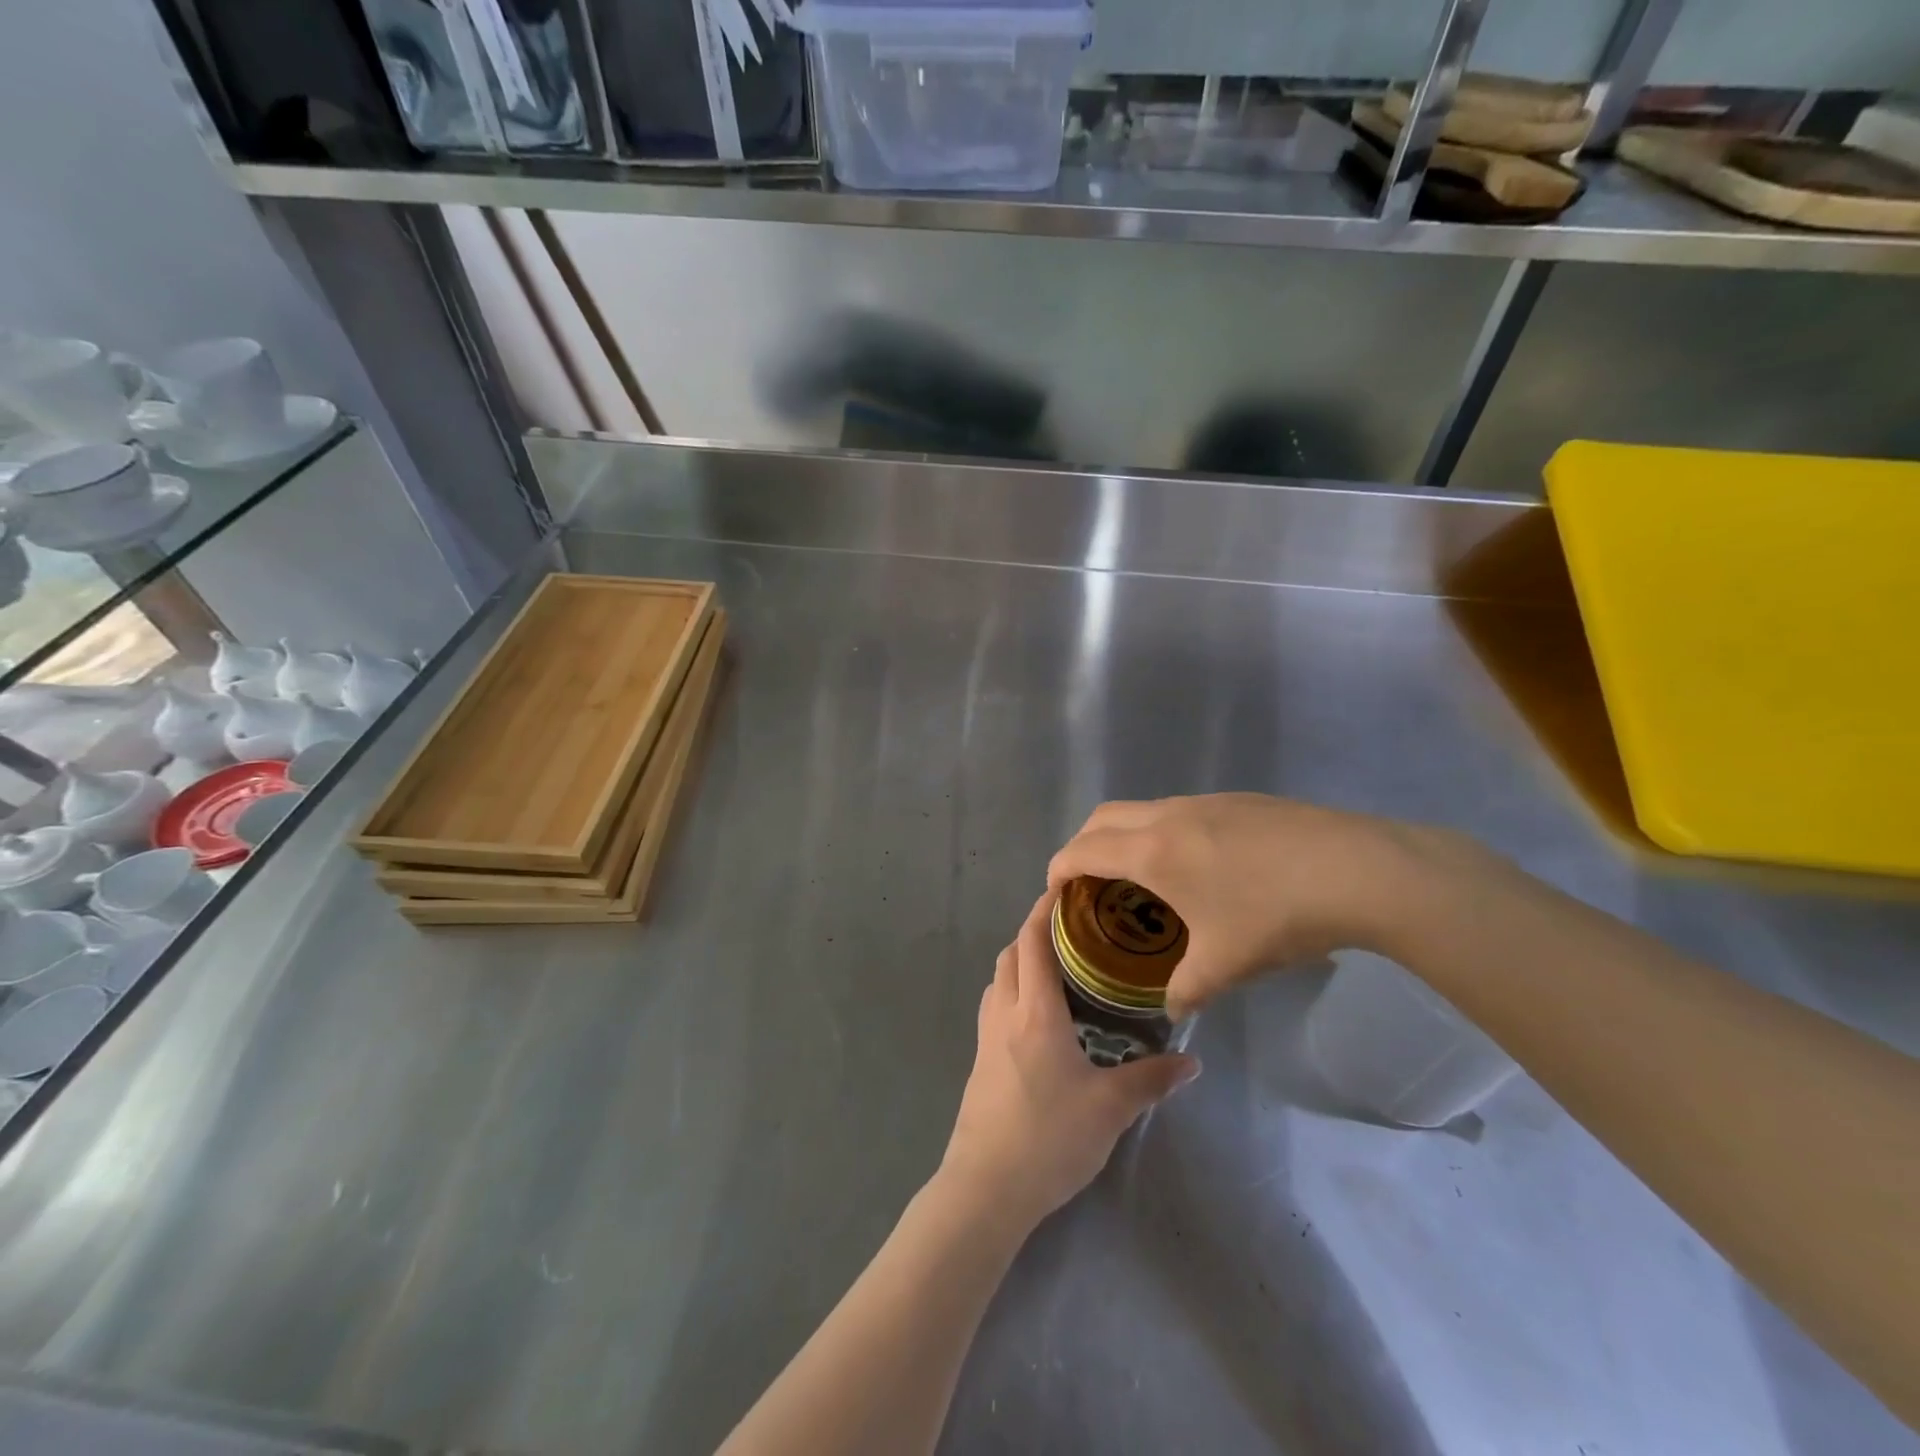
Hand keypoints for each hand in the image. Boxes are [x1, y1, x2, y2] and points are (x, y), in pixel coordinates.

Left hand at [940, 891, 1199, 1230]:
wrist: (986, 1187)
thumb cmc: (1049, 1137)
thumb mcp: (1110, 1108)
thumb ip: (1151, 1079)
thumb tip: (1191, 1061)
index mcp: (1035, 1011)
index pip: (1034, 941)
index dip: (1045, 909)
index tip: (1065, 887)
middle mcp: (1005, 1012)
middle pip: (1011, 953)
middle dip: (1035, 932)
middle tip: (1074, 930)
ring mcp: (986, 1037)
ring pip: (999, 979)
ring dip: (1021, 962)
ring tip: (1060, 969)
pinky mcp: (980, 1062)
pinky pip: (995, 1007)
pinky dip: (1014, 992)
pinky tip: (1040, 1019)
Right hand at [1048, 793, 1434, 1018]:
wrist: (1357, 869)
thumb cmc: (1276, 916)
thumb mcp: (1225, 966)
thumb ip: (1187, 990)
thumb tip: (1173, 1011)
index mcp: (1152, 851)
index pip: (1083, 849)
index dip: (1059, 868)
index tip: (1055, 893)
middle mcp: (1168, 816)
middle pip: (1102, 817)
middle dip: (1083, 845)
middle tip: (1090, 883)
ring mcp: (1205, 802)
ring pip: (1142, 809)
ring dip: (1125, 836)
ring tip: (1142, 877)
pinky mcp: (1238, 800)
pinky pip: (1178, 810)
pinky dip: (1162, 832)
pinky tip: (1199, 867)